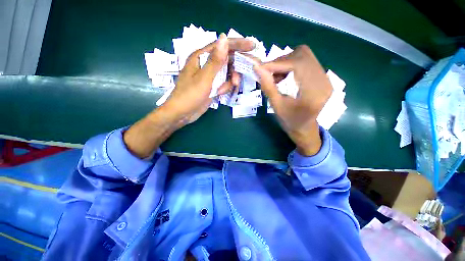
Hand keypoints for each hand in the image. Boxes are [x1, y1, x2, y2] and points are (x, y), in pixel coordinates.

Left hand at [163, 33, 254, 127]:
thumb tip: (224, 38)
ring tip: (229, 88)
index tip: (251, 46)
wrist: (182, 113)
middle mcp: (206, 64)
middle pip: (226, 59)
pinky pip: (223, 82)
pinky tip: (221, 92)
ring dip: (230, 79)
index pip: (221, 45)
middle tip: (239, 78)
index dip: (237, 44)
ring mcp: (209, 75)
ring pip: (226, 72)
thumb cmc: (190, 95)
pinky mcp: (212, 85)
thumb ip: (215, 61)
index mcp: (201, 57)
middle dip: (235, 68)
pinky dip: (225, 86)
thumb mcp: (204, 78)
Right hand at [254, 45, 332, 155]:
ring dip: (286, 62)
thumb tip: (257, 68)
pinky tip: (285, 77)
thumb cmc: (289, 121)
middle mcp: (324, 81)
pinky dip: (292, 65)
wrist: (304, 127)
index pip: (298, 65)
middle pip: (302, 55)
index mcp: (314, 92)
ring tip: (277, 77)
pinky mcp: (322, 77)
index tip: (260, 67)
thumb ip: (268, 86)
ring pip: (304, 55)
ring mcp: (325, 77)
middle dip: (281, 61)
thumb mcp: (276, 106)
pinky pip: (306, 61)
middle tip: (269, 74)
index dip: (277, 63)